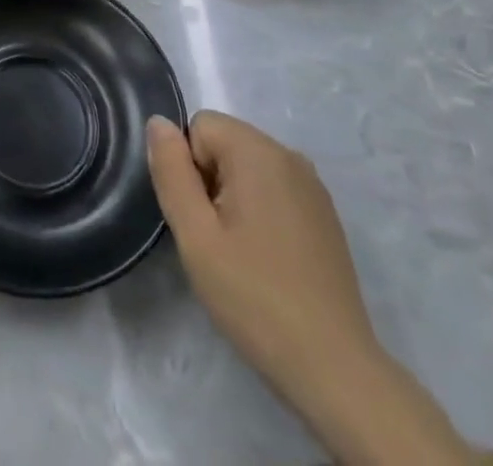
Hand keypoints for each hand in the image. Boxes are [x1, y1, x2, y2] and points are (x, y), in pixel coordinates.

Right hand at [146, 111, 374, 387]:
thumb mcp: (196, 236)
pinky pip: (275, 190)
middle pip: (225, 143)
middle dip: (210, 182)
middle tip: (217, 242)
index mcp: (258, 150)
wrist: (335, 369)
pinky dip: (261, 213)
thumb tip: (158, 122)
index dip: (188, 170)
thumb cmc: (255, 298)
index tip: (202, 220)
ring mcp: (312, 185)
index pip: (199, 127)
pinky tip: (269, 262)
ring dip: (234, 199)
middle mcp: (289, 154)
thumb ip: (171, 171)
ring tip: (241, 255)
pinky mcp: (324, 215)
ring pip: (248, 168)